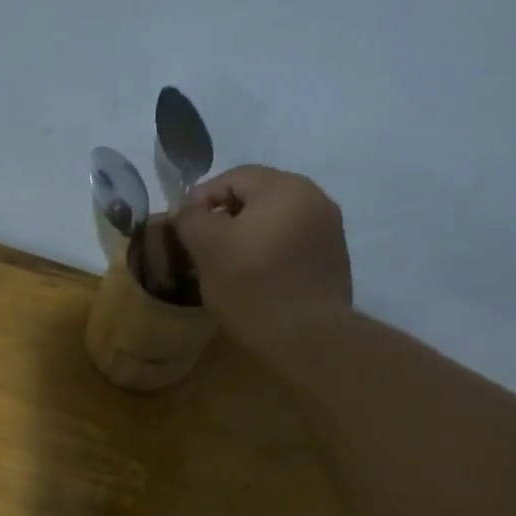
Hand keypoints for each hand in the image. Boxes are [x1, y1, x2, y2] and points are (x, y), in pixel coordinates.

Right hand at [172, 166, 351, 349]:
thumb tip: (184, 210)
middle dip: (225, 219)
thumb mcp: (207, 247)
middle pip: (257, 198)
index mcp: (285, 187)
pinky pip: (291, 246)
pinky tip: (255, 280)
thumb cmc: (253, 285)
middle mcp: (315, 199)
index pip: (234, 177)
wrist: (308, 337)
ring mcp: (329, 231)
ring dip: (247, 238)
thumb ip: (189, 219)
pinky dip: (269, 254)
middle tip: (200, 248)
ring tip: (225, 266)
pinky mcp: (333, 262)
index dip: (201, 198)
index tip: (182, 228)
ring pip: (275, 223)